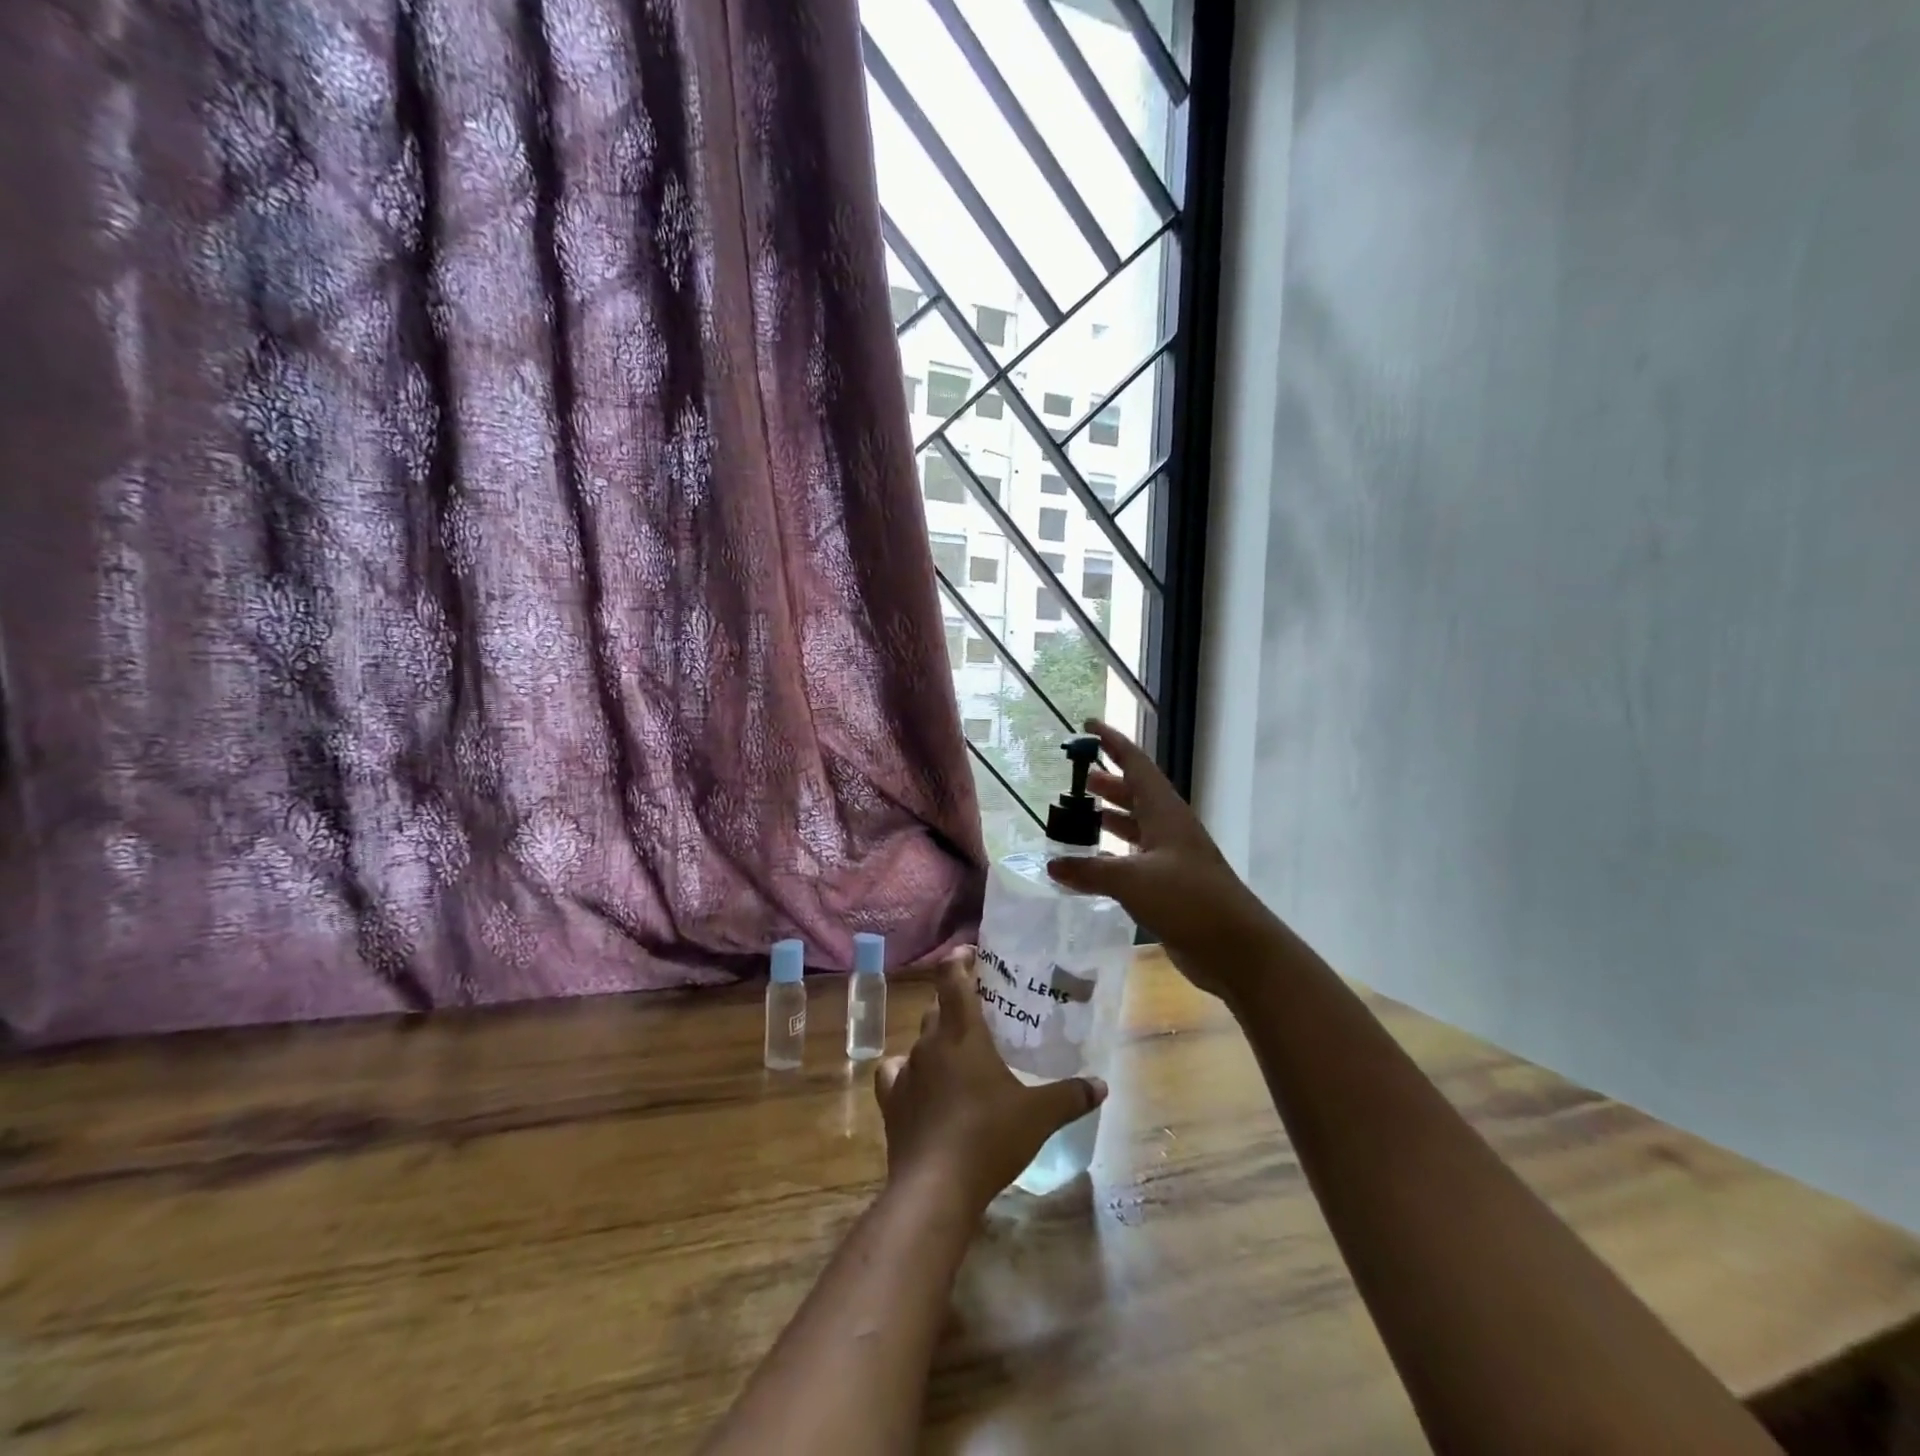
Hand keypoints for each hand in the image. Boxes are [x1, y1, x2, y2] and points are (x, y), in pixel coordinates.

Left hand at [875, 953, 1106, 1211]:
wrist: (935, 1187)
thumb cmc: (989, 1136)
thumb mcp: (1038, 1116)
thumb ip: (1070, 1096)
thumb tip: (1101, 1085)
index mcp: (963, 1033)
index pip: (953, 978)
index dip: (960, 960)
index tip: (971, 953)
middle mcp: (930, 1043)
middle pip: (938, 1008)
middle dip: (956, 1004)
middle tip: (981, 1012)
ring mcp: (907, 1071)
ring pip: (920, 1040)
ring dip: (937, 1040)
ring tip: (958, 1053)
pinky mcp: (892, 1101)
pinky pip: (897, 1073)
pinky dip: (908, 1072)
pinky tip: (921, 1085)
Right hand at [1045, 719, 1276, 1000]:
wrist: (1236, 947)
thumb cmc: (1187, 899)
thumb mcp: (1132, 880)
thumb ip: (1089, 870)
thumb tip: (1052, 865)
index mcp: (1165, 813)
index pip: (1136, 764)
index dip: (1112, 742)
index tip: (1087, 726)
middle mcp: (1170, 828)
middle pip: (1136, 793)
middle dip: (1108, 782)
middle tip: (1077, 779)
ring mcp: (1173, 857)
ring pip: (1137, 826)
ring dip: (1111, 817)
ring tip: (1081, 816)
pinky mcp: (1172, 886)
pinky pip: (1137, 858)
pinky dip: (1114, 854)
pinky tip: (1095, 865)